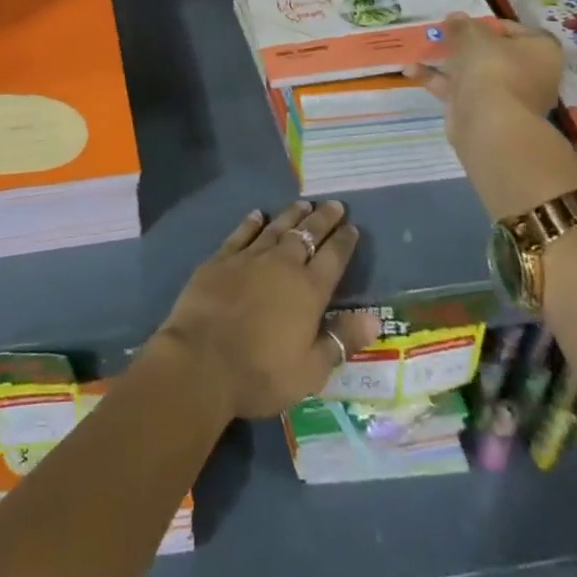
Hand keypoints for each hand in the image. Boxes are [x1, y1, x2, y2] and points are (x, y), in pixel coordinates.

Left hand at [152, 202, 381, 420]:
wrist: (202, 360)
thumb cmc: (261, 373)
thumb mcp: (310, 370)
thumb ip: (341, 340)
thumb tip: (374, 318)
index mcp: (308, 290)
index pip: (333, 258)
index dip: (344, 242)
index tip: (352, 227)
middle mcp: (282, 265)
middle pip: (307, 234)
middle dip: (323, 219)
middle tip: (334, 204)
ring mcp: (249, 258)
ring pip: (276, 228)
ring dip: (291, 215)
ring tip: (303, 203)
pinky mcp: (221, 259)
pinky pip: (241, 234)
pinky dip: (251, 222)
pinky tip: (257, 214)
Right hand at [406, 13, 576, 220]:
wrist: (490, 124)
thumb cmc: (492, 68)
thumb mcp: (474, 36)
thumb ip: (463, 25)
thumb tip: (456, 18)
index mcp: (541, 52)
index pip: (516, 31)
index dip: (489, 24)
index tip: (465, 22)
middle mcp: (530, 74)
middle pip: (493, 53)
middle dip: (465, 44)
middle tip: (441, 34)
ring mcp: (507, 96)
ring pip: (474, 72)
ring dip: (447, 61)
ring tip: (420, 49)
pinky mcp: (484, 112)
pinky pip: (460, 90)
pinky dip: (437, 80)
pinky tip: (411, 71)